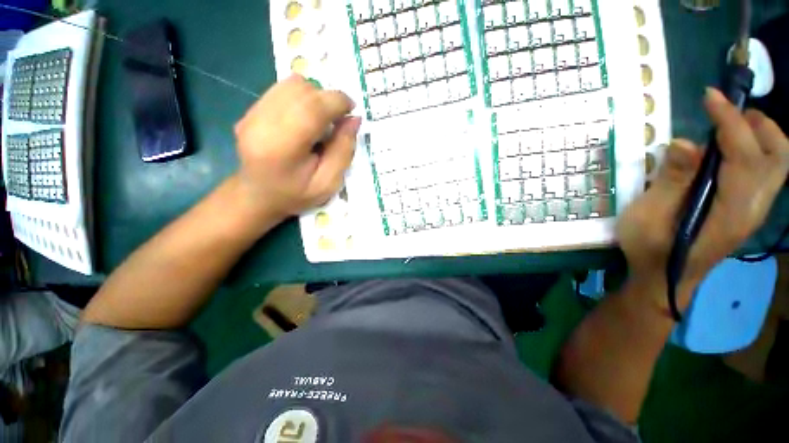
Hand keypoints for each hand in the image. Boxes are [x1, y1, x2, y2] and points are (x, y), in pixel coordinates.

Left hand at [233, 75, 361, 219]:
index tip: (352, 111)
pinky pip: (282, 89)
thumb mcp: (328, 183)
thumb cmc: (296, 194)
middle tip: (337, 121)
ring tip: (321, 120)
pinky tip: (305, 120)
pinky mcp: (250, 109)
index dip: (338, 102)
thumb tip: (354, 119)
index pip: (312, 107)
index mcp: (282, 147)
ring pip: (292, 84)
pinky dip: (302, 98)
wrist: (257, 196)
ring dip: (315, 97)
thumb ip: (343, 151)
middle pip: (303, 90)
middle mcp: (262, 122)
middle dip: (328, 99)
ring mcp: (252, 113)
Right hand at [617, 88, 788, 310]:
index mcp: (729, 212)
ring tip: (732, 124)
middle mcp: (752, 209)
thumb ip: (669, 182)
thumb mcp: (647, 218)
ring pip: (777, 164)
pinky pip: (766, 173)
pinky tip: (731, 149)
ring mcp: (753, 211)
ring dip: (761, 135)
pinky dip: (757, 150)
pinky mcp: (747, 211)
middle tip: (729, 111)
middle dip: (759, 125)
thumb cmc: (649, 250)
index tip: (710, 97)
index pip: (744, 157)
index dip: (730, 122)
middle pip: (778, 158)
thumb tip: (685, 143)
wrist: (663, 280)